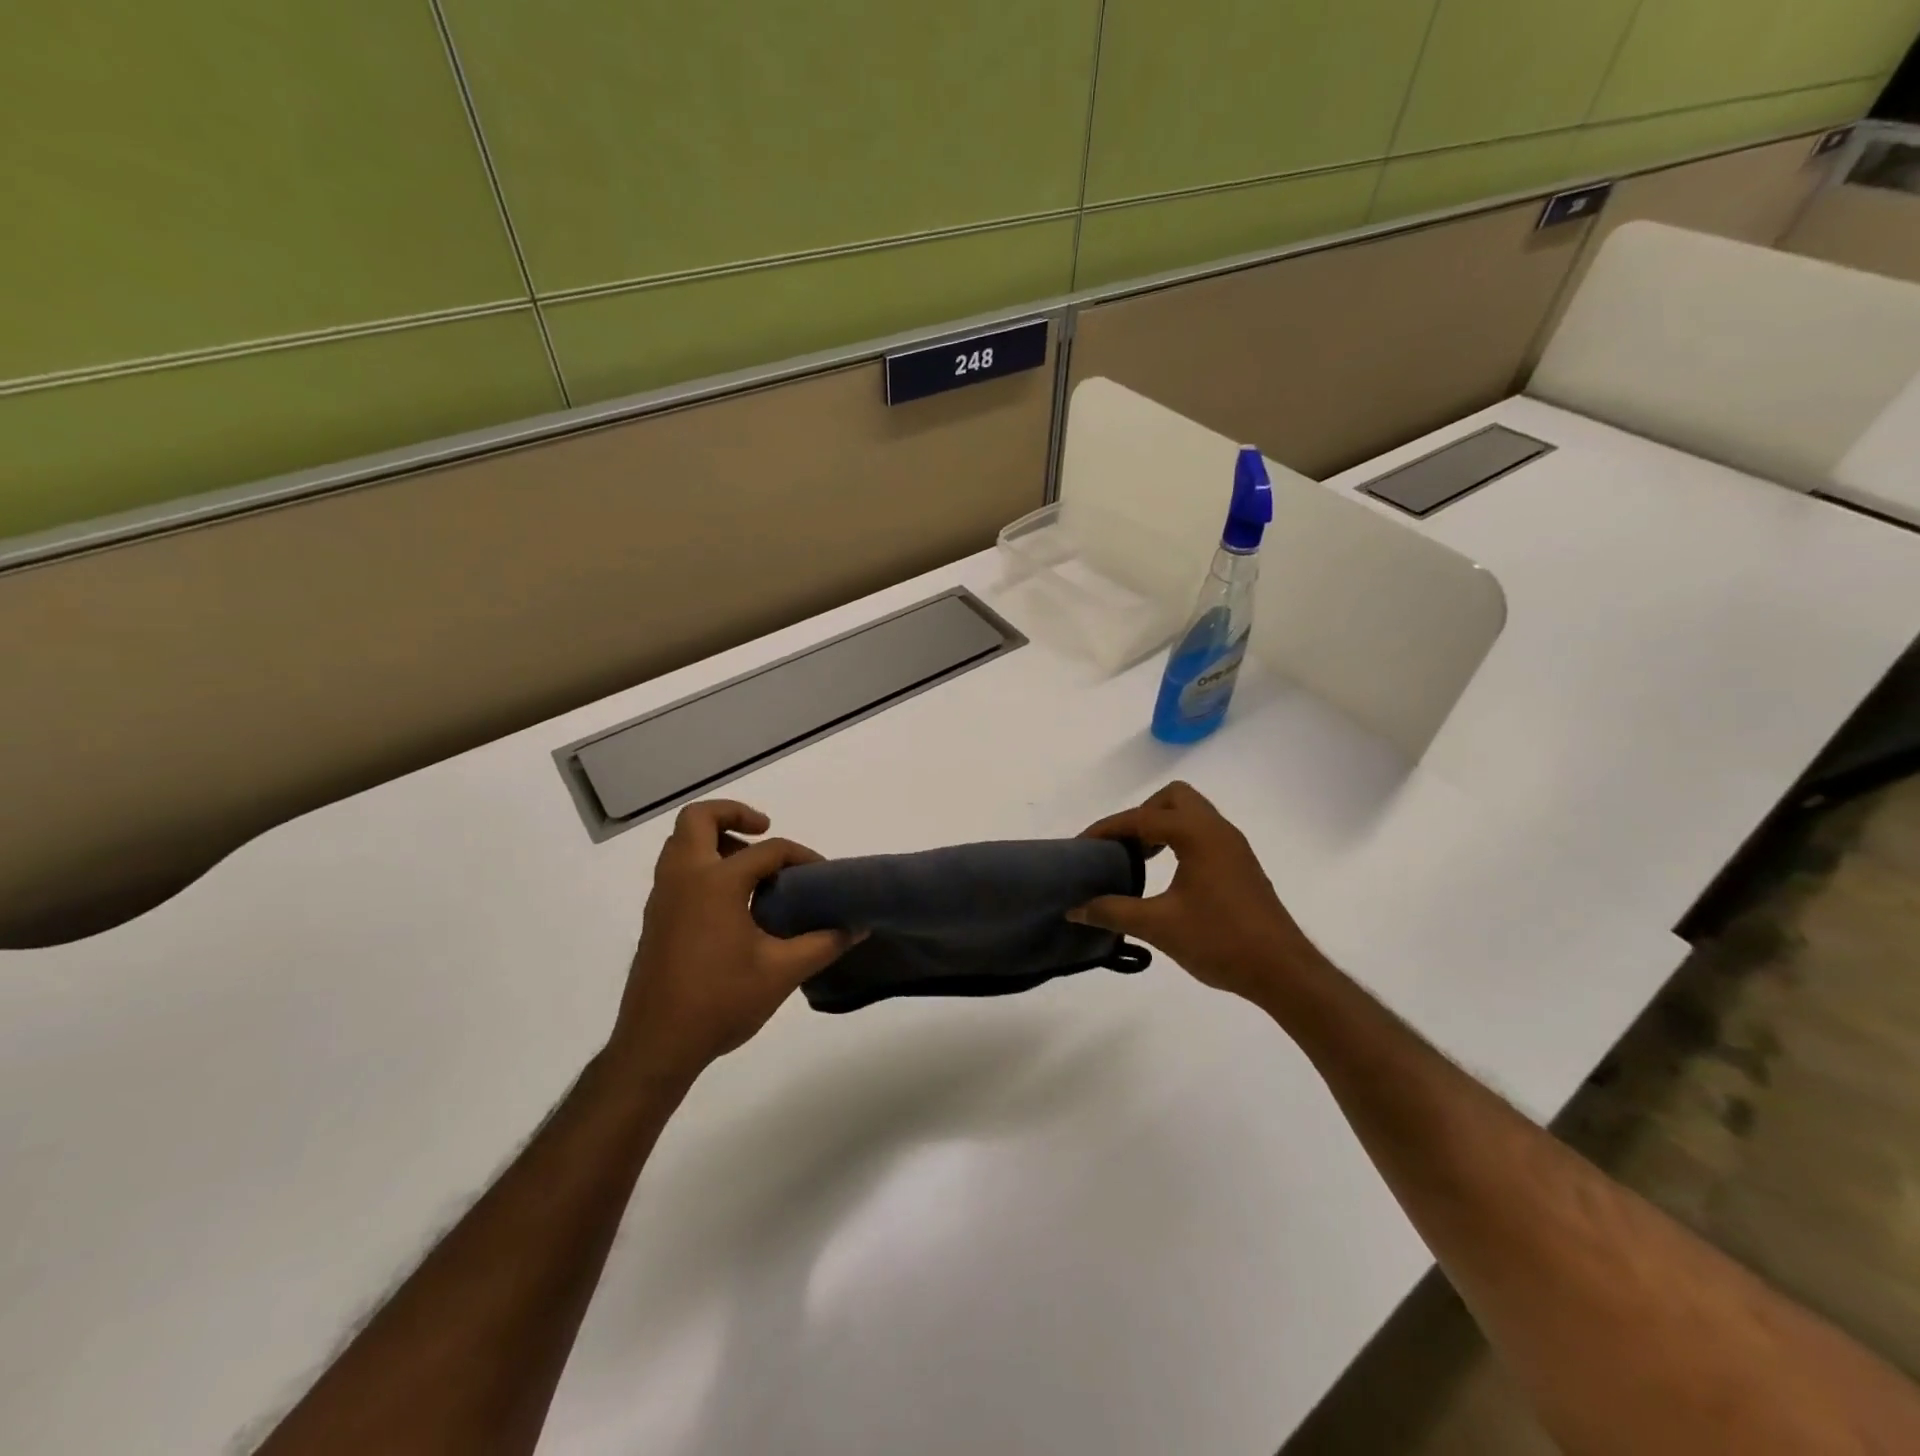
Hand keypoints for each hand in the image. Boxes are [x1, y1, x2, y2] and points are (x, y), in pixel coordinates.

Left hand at [610, 801, 855, 1082]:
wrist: (656, 1046)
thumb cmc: (720, 1002)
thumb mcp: (782, 972)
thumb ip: (823, 943)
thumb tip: (858, 927)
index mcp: (715, 883)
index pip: (766, 851)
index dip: (800, 856)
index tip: (822, 875)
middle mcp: (683, 879)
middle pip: (698, 819)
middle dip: (733, 814)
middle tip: (763, 831)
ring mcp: (663, 898)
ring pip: (681, 843)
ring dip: (714, 839)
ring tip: (749, 867)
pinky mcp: (655, 919)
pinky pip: (676, 870)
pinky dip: (701, 865)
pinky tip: (730, 902)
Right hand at [1070, 781, 1325, 1006]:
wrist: (1282, 971)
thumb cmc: (1220, 940)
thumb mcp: (1158, 926)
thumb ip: (1113, 912)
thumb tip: (1075, 909)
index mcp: (1197, 834)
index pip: (1141, 818)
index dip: (1107, 829)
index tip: (1082, 846)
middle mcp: (1217, 830)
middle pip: (1173, 798)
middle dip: (1142, 815)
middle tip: (1122, 846)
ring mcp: (1233, 846)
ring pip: (1192, 814)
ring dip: (1161, 827)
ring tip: (1138, 858)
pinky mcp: (1240, 865)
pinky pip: (1203, 834)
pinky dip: (1179, 841)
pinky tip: (1167, 875)